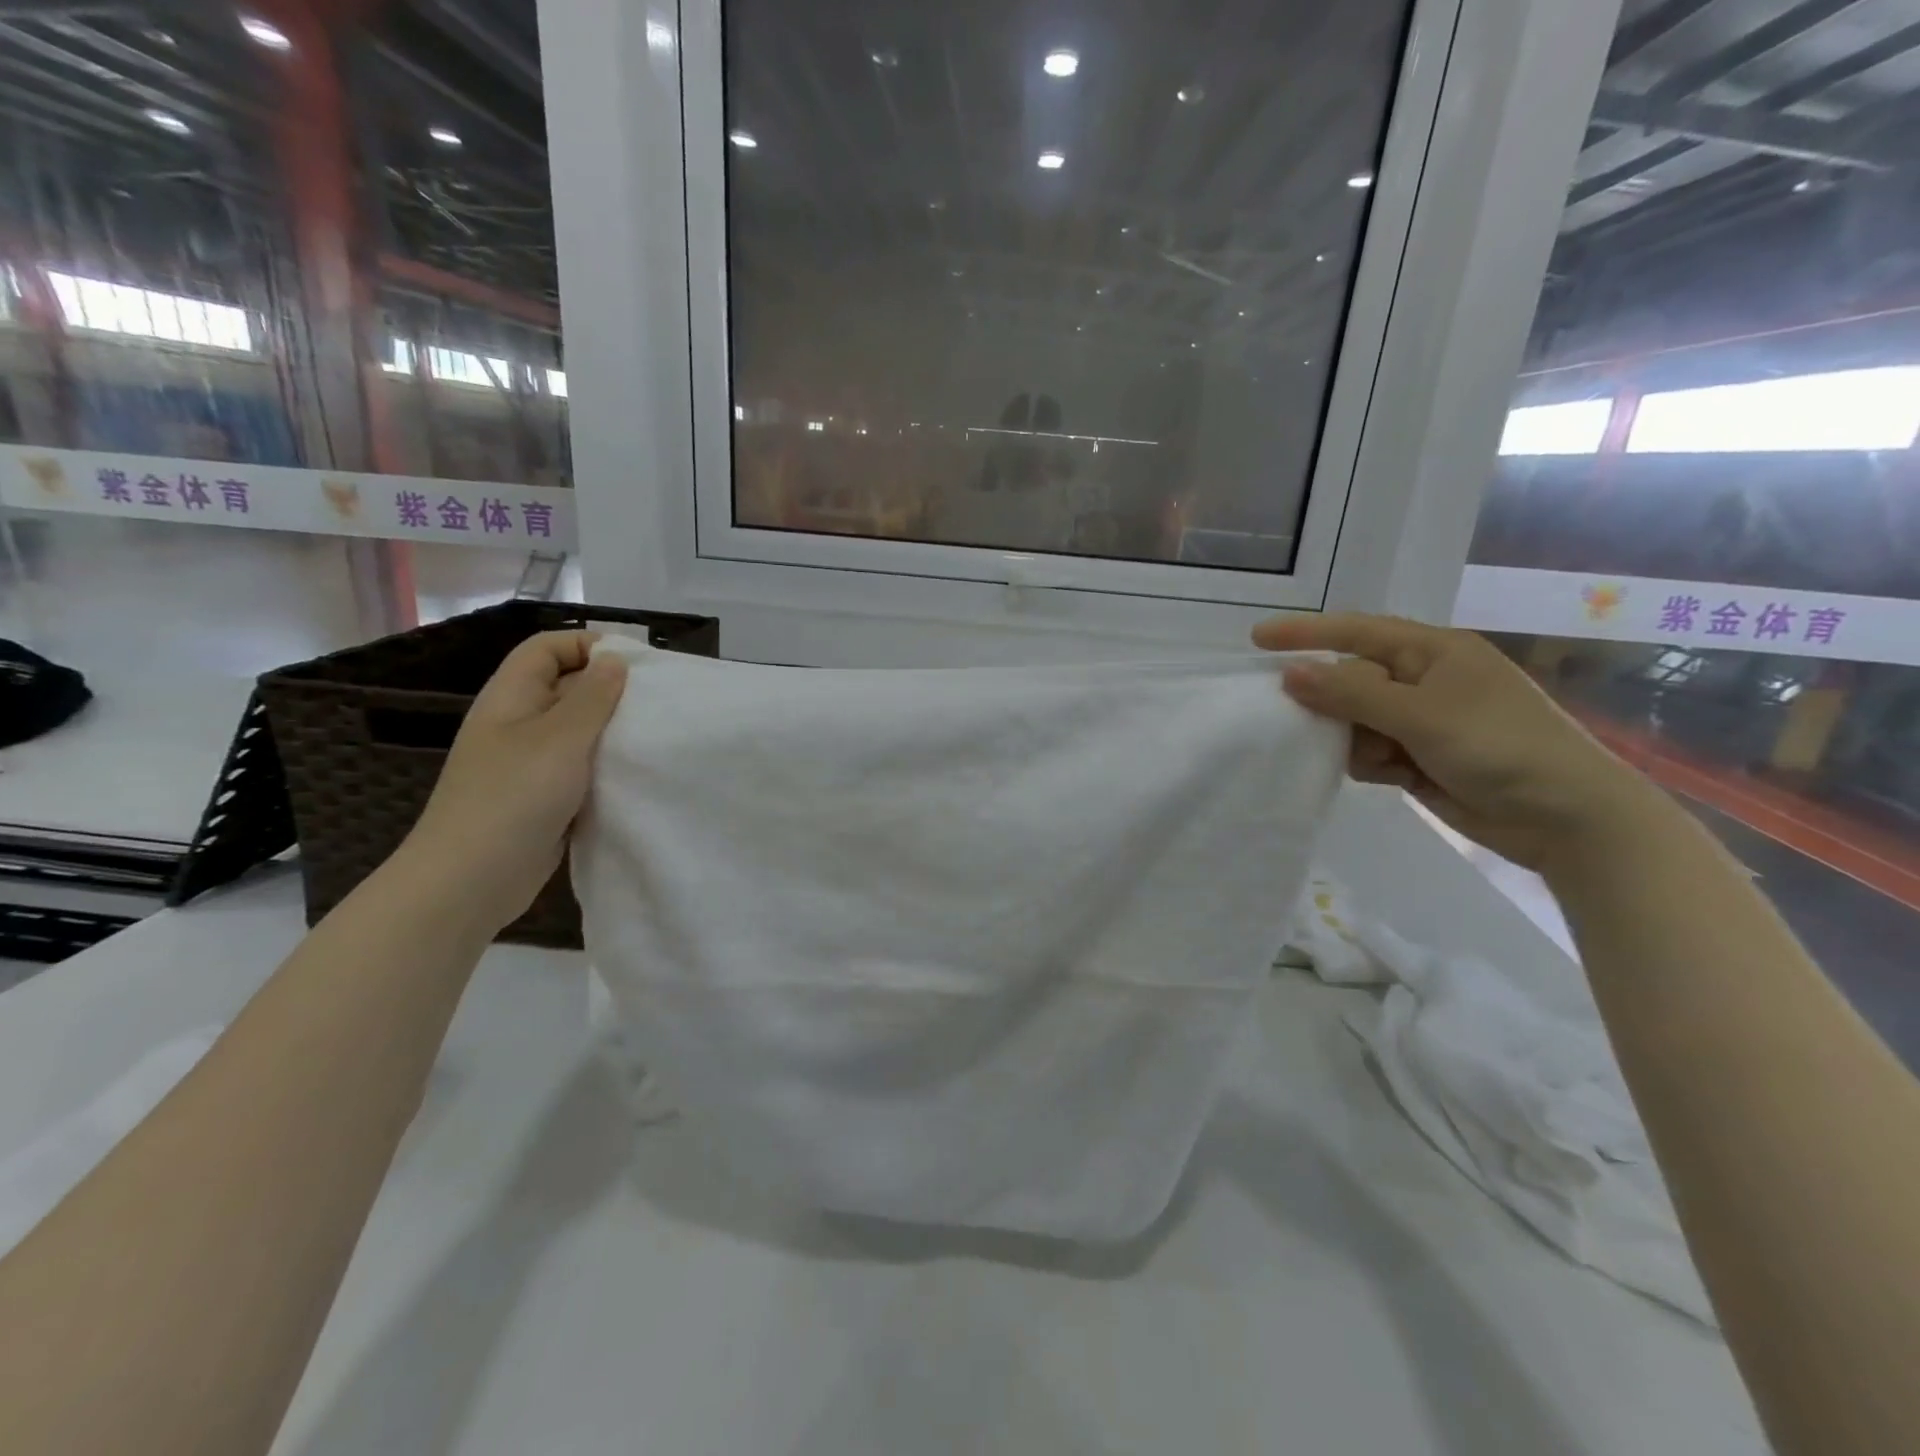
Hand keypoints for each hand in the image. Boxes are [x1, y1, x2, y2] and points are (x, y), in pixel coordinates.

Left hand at [402, 631, 627, 929]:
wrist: (471, 879)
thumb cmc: (514, 796)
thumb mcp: (561, 738)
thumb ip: (593, 697)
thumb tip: (614, 661)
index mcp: (512, 697)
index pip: (548, 648)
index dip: (588, 644)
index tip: (636, 664)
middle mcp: (519, 723)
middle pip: (567, 686)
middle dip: (611, 689)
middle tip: (658, 703)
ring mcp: (530, 763)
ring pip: (579, 730)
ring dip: (613, 731)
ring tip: (654, 737)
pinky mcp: (545, 797)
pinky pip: (581, 768)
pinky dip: (607, 767)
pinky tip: (636, 775)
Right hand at [1253, 613, 1662, 871]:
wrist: (1567, 819)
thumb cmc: (1501, 748)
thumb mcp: (1422, 715)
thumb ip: (1351, 695)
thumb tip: (1290, 673)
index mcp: (1433, 652)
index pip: (1356, 631)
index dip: (1305, 633)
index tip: (1256, 640)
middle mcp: (1424, 681)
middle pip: (1350, 679)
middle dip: (1329, 701)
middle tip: (1302, 722)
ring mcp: (1422, 722)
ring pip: (1354, 720)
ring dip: (1352, 741)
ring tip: (1380, 761)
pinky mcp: (1419, 758)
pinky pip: (1369, 751)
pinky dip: (1369, 763)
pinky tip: (1392, 777)